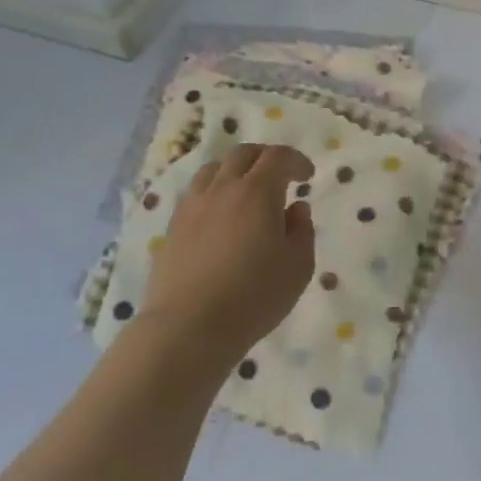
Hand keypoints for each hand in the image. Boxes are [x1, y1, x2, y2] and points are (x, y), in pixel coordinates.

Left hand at [140, 143, 316, 369]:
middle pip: (243, 154)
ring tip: (246, 191)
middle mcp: (222, 188)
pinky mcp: (173, 226)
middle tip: (279, 176)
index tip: (307, 175)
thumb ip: (302, 230)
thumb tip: (295, 208)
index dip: (296, 160)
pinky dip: (214, 191)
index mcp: (257, 192)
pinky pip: (196, 193)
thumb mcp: (298, 266)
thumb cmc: (254, 296)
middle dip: (265, 158)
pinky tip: (220, 215)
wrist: (189, 326)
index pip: (278, 157)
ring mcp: (193, 205)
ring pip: (214, 169)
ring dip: (235, 170)